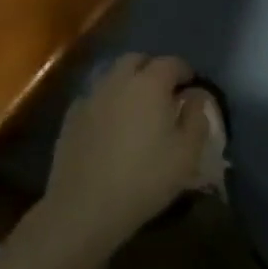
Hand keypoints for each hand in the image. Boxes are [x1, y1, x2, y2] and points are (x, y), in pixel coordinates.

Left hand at [29, 54, 213, 262]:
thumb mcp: (188, 152)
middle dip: (153, 69)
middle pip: (136, 60)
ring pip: (112, 76)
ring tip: (139, 107)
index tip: (192, 87)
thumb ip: (197, 116)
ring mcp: (90, 98)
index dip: (185, 72)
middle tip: (165, 92)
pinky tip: (112, 124)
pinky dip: (108, 101)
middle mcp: (117, 82)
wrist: (85, 208)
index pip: (171, 63)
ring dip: (128, 82)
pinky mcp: (70, 118)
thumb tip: (195, 95)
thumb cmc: (145, 178)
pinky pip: (94, 97)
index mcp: (150, 84)